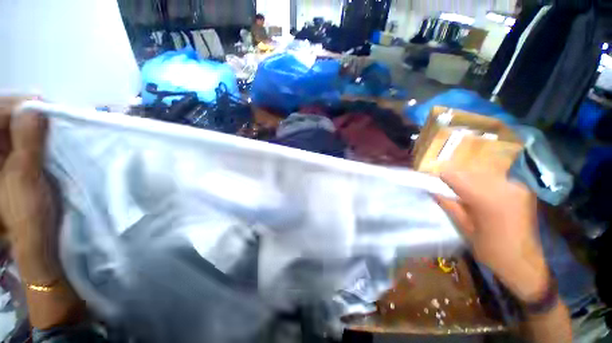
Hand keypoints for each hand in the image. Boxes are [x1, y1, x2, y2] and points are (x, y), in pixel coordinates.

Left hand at [0, 97, 60, 284]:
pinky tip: (47, 136)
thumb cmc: (26, 212)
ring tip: (51, 123)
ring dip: (33, 124)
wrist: (37, 237)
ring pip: (14, 128)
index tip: (41, 105)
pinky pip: (22, 139)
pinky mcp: (14, 162)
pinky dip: (36, 134)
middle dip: (26, 113)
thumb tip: (36, 108)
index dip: (16, 106)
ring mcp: (3, 157)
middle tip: (49, 113)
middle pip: (4, 119)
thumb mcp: (25, 177)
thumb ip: (28, 142)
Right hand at [436, 169, 548, 302]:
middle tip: (446, 189)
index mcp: (486, 198)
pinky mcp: (521, 189)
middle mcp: (502, 186)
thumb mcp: (465, 229)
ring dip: (469, 180)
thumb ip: (450, 206)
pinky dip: (483, 184)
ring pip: (482, 174)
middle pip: (468, 172)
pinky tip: (481, 196)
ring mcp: (515, 186)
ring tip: (463, 193)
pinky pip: (495, 180)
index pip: (455, 176)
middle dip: (455, 179)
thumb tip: (434, 192)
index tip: (432, 181)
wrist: (527, 263)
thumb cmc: (493, 251)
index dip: (441, 177)